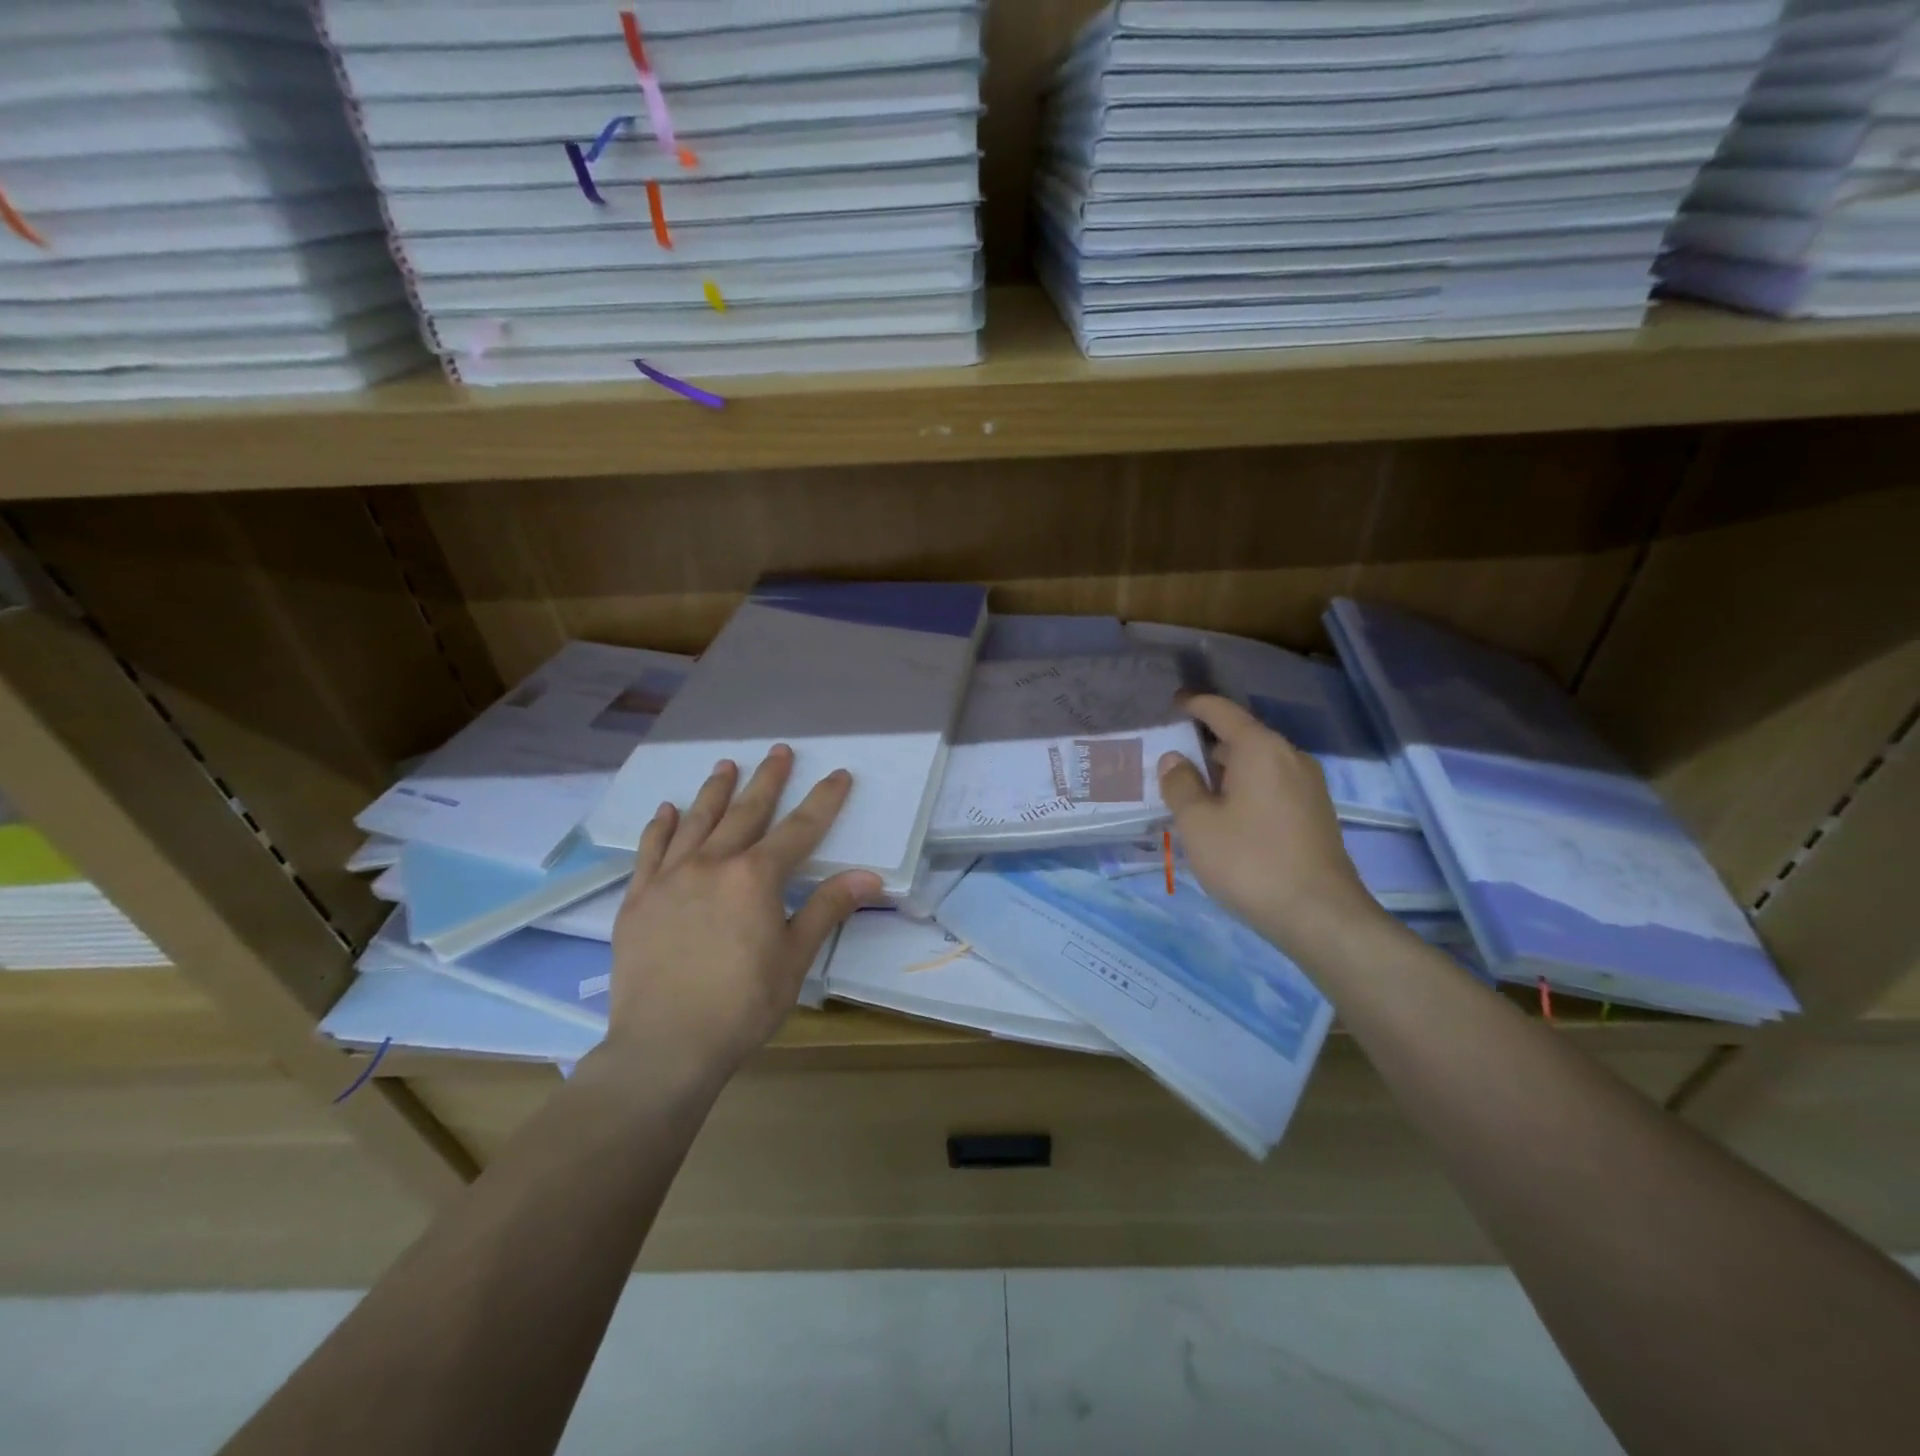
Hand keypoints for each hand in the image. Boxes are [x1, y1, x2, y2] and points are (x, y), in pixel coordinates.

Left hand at [605, 746, 881, 1081]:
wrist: (664, 1046)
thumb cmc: (741, 1005)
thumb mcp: (795, 957)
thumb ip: (827, 908)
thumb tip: (868, 876)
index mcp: (755, 877)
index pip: (800, 829)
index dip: (823, 800)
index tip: (839, 774)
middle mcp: (712, 863)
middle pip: (746, 812)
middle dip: (768, 780)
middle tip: (779, 751)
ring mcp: (670, 878)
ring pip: (697, 821)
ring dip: (715, 791)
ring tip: (725, 764)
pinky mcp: (638, 898)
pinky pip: (650, 850)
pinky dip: (661, 826)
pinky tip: (668, 810)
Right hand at [1158, 694, 1382, 958]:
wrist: (1319, 915)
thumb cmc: (1250, 861)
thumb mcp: (1198, 823)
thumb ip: (1181, 785)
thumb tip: (1175, 759)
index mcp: (1261, 749)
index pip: (1223, 712)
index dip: (1196, 705)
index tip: (1173, 703)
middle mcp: (1290, 757)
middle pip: (1242, 737)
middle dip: (1207, 743)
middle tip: (1172, 757)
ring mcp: (1308, 786)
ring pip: (1258, 764)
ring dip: (1226, 771)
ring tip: (1193, 789)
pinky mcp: (1315, 813)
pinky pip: (1272, 785)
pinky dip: (1245, 788)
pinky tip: (1226, 814)